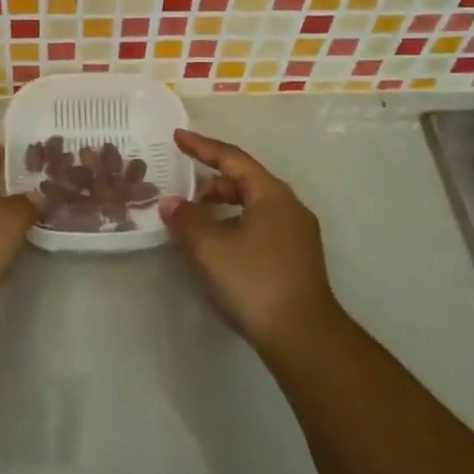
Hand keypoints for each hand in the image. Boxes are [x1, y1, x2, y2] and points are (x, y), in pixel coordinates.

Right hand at [160, 129, 338, 353]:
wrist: (303, 336)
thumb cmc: (254, 280)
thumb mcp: (209, 247)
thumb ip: (186, 219)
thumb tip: (171, 203)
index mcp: (271, 194)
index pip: (232, 159)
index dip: (202, 146)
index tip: (177, 137)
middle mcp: (289, 206)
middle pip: (245, 181)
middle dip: (211, 182)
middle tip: (183, 190)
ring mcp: (297, 234)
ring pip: (253, 206)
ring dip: (222, 207)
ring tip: (195, 220)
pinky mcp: (297, 259)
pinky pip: (260, 227)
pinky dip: (235, 225)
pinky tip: (218, 247)